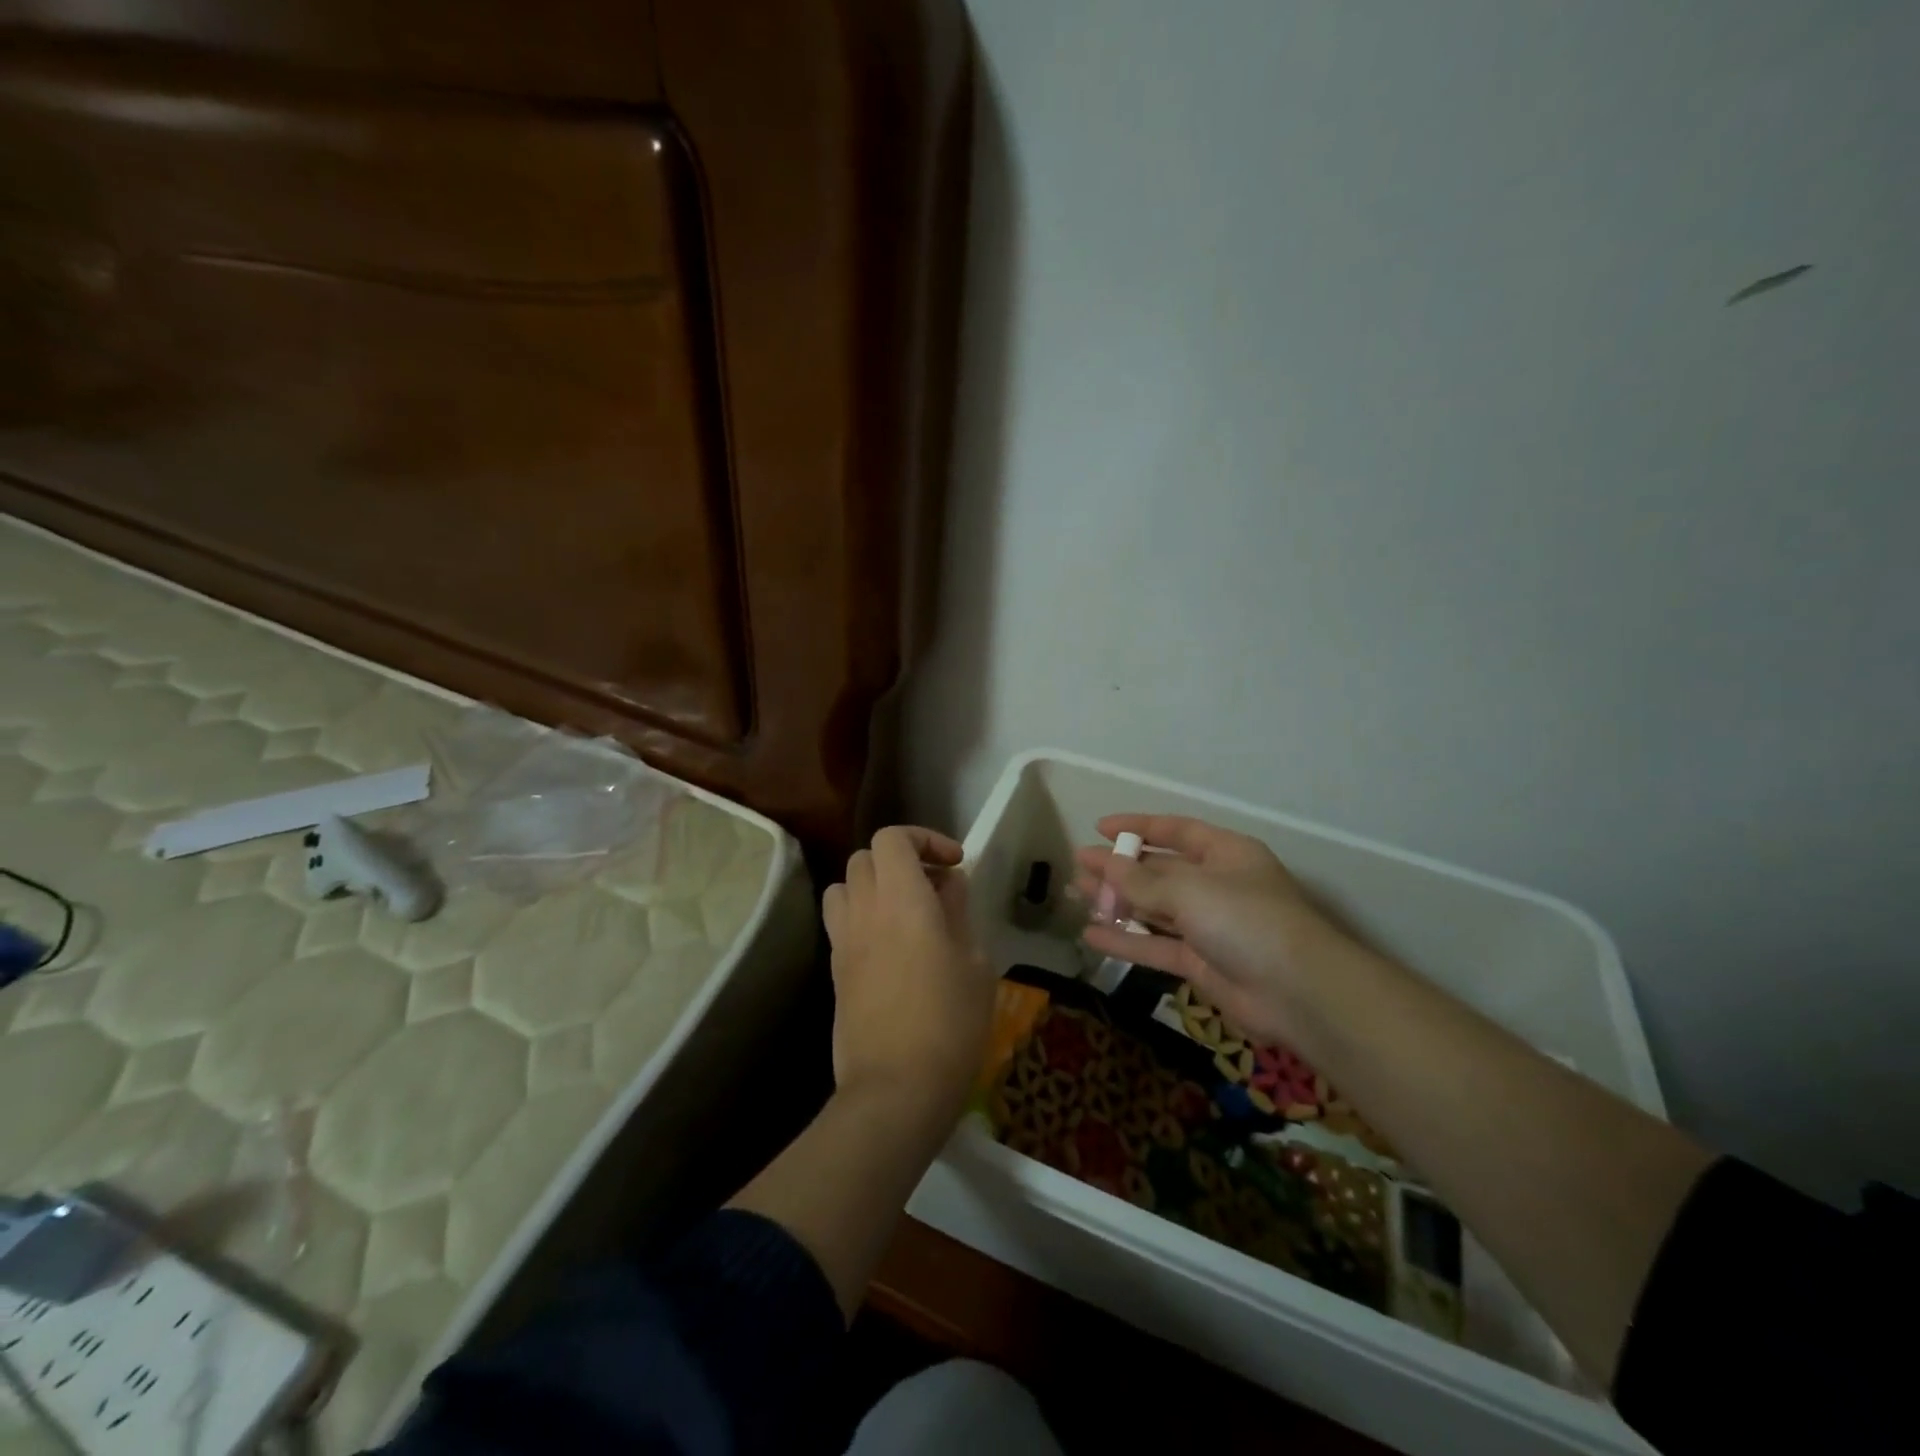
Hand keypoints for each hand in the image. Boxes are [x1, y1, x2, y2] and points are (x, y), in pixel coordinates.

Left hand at [822, 826, 993, 1110]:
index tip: (953, 863)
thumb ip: (958, 913)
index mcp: (901, 899)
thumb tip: (948, 885)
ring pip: (845, 886)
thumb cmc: (949, 1022)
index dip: (924, 839)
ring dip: (874, 885)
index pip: (892, 838)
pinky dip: (863, 916)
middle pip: (865, 857)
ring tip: (906, 910)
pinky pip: (842, 922)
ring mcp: (843, 941)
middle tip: (935, 887)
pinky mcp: (834, 971)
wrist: (896, 1088)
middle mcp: (864, 910)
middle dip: (901, 859)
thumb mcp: (975, 963)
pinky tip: (892, 946)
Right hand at [1075, 814, 1348, 1045]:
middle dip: (1120, 867)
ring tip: (1077, 895)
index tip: (1099, 828)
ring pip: (1154, 908)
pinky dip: (1126, 940)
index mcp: (1225, 853)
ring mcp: (1209, 925)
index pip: (1176, 831)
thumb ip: (1141, 880)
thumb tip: (1103, 863)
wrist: (1298, 992)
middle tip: (1079, 866)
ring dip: (1118, 901)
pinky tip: (1091, 934)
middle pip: (1160, 870)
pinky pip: (1156, 945)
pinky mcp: (1201, 962)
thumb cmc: (1246, 919)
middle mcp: (1216, 884)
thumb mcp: (1189, 890)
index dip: (1138, 827)